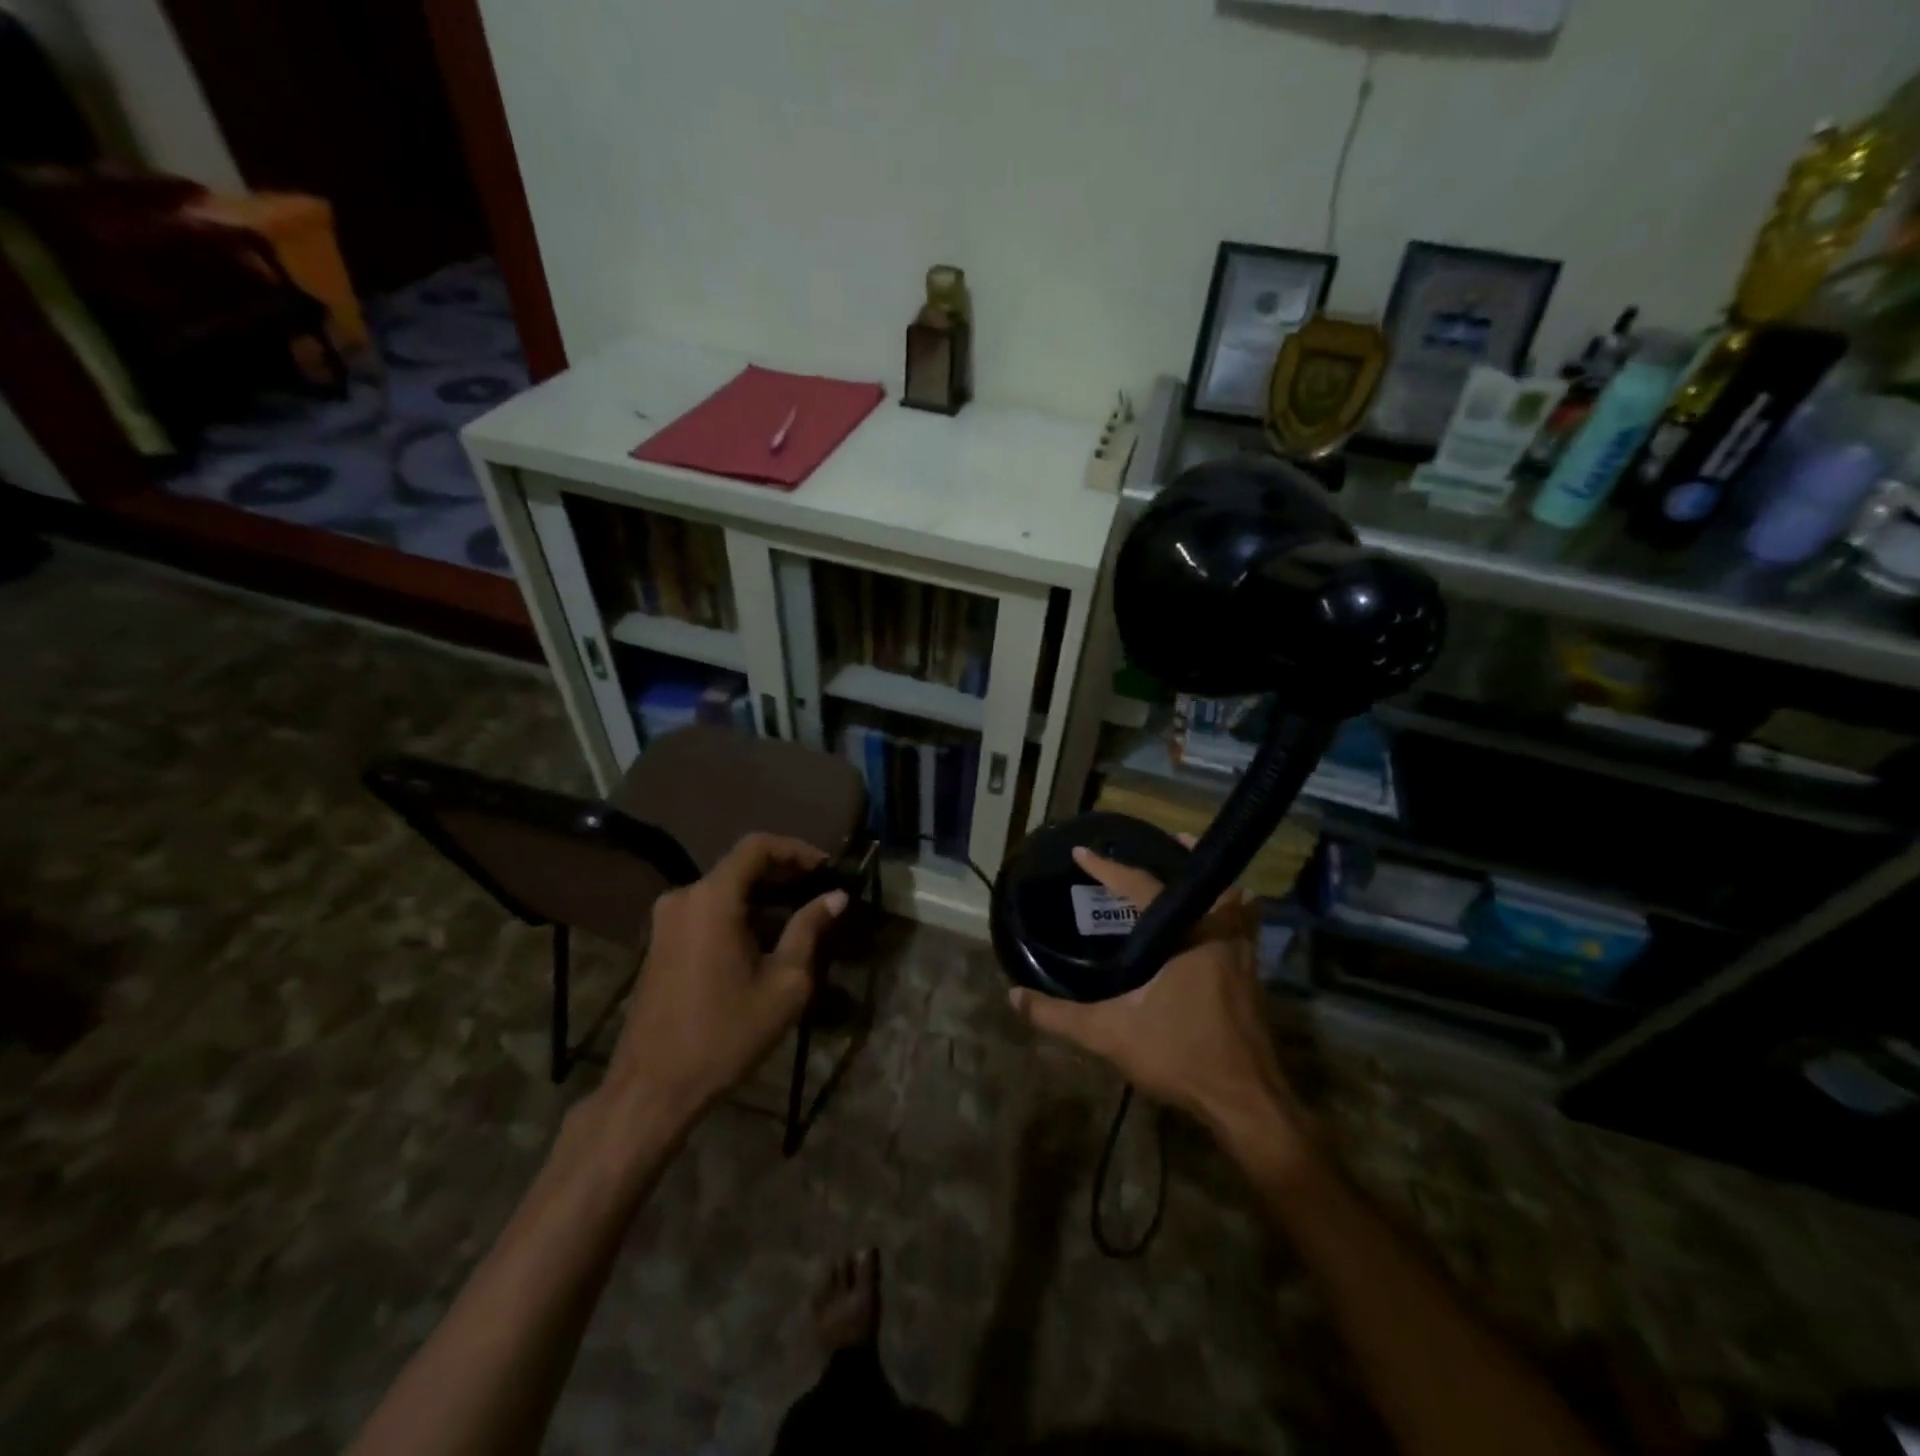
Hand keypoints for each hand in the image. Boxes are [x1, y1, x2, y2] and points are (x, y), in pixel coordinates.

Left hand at [607, 833, 846, 1124]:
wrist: (653, 1087)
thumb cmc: (725, 1034)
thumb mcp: (784, 984)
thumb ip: (809, 930)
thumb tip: (835, 897)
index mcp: (712, 899)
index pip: (757, 846)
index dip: (796, 850)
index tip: (827, 869)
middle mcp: (684, 897)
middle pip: (740, 865)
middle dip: (783, 873)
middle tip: (820, 891)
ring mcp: (666, 919)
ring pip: (724, 888)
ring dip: (762, 894)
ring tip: (800, 915)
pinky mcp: (660, 941)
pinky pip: (706, 909)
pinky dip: (739, 911)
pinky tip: (765, 936)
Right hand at [1008, 846, 1309, 1156]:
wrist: (1246, 1103)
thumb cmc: (1181, 1057)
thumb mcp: (1110, 1035)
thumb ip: (1059, 1017)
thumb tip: (1013, 997)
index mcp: (1187, 938)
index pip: (1143, 887)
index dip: (1109, 868)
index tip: (1082, 852)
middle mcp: (1220, 936)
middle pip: (1207, 881)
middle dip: (1187, 858)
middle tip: (1167, 843)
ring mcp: (1244, 956)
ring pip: (1236, 903)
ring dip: (1214, 885)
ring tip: (1191, 876)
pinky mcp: (1254, 978)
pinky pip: (1245, 928)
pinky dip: (1232, 914)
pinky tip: (1214, 927)